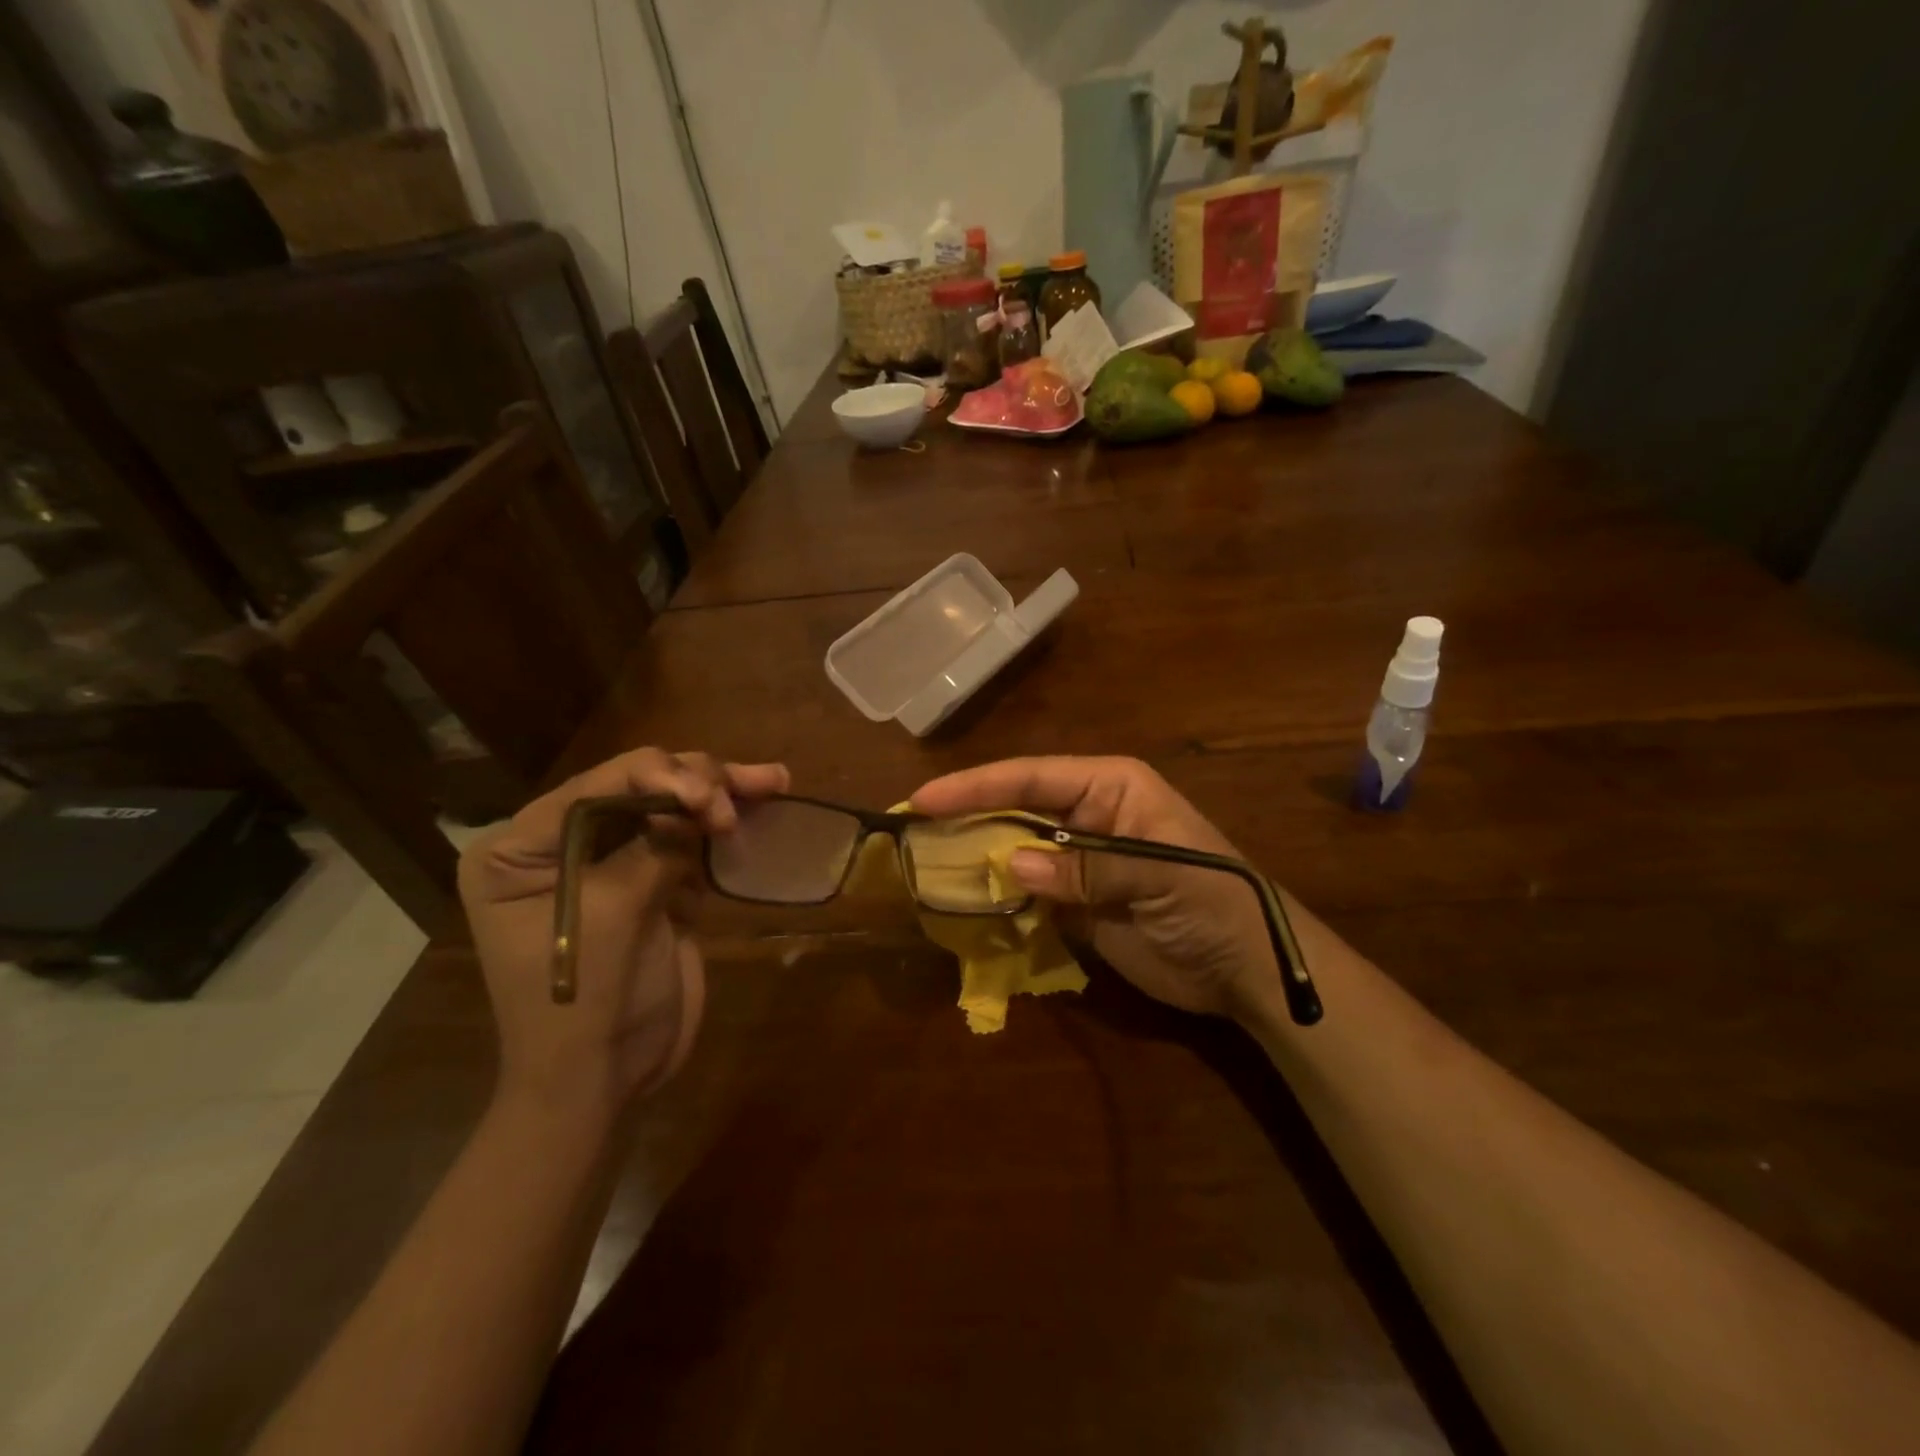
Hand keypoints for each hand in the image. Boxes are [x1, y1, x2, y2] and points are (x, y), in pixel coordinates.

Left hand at [458, 748, 789, 1113]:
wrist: (603, 1079)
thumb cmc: (582, 1000)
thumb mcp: (614, 914)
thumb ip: (655, 847)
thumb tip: (701, 801)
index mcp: (520, 849)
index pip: (596, 787)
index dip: (658, 776)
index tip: (711, 799)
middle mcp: (561, 845)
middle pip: (638, 788)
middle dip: (697, 784)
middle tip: (746, 795)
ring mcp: (611, 864)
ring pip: (672, 809)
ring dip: (722, 795)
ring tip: (773, 779)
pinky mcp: (651, 885)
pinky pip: (690, 842)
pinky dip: (724, 828)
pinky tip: (761, 806)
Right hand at [912, 756, 1275, 1016]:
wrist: (1246, 971)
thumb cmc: (1215, 903)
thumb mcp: (1160, 874)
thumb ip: (1088, 866)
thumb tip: (1011, 865)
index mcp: (1109, 787)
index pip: (1031, 776)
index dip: (975, 785)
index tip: (924, 798)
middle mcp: (1086, 814)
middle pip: (1013, 807)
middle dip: (964, 816)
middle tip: (908, 830)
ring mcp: (1077, 859)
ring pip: (1012, 848)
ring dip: (973, 856)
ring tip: (920, 863)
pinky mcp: (1073, 901)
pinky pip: (1024, 891)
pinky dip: (994, 896)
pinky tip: (960, 902)